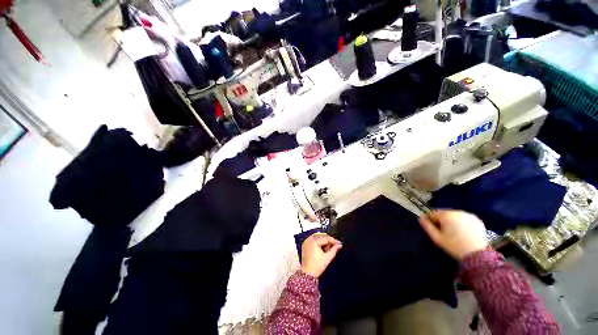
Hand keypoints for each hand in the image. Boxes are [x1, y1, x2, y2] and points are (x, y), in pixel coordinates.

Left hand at [300, 233, 342, 277]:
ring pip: (317, 236)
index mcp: (314, 242)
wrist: (307, 274)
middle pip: (321, 235)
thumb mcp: (327, 258)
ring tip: (328, 248)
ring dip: (324, 240)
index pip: (326, 238)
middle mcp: (309, 239)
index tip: (340, 243)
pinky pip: (313, 239)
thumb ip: (334, 250)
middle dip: (328, 240)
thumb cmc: (317, 266)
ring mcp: (306, 241)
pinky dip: (318, 241)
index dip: (333, 240)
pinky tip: (322, 247)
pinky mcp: (305, 244)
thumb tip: (339, 245)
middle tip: (334, 246)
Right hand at [419, 210, 487, 259]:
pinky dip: (461, 223)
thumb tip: (420, 217)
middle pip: (443, 214)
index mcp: (446, 215)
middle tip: (444, 233)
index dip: (431, 222)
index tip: (435, 231)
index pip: (432, 214)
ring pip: (453, 215)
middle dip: (441, 221)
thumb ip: (427, 226)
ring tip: (454, 233)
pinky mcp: (476, 219)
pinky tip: (463, 232)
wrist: (478, 255)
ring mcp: (468, 215)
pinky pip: (463, 218)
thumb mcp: (437, 238)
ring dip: (451, 221)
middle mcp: (457, 212)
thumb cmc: (454, 246)